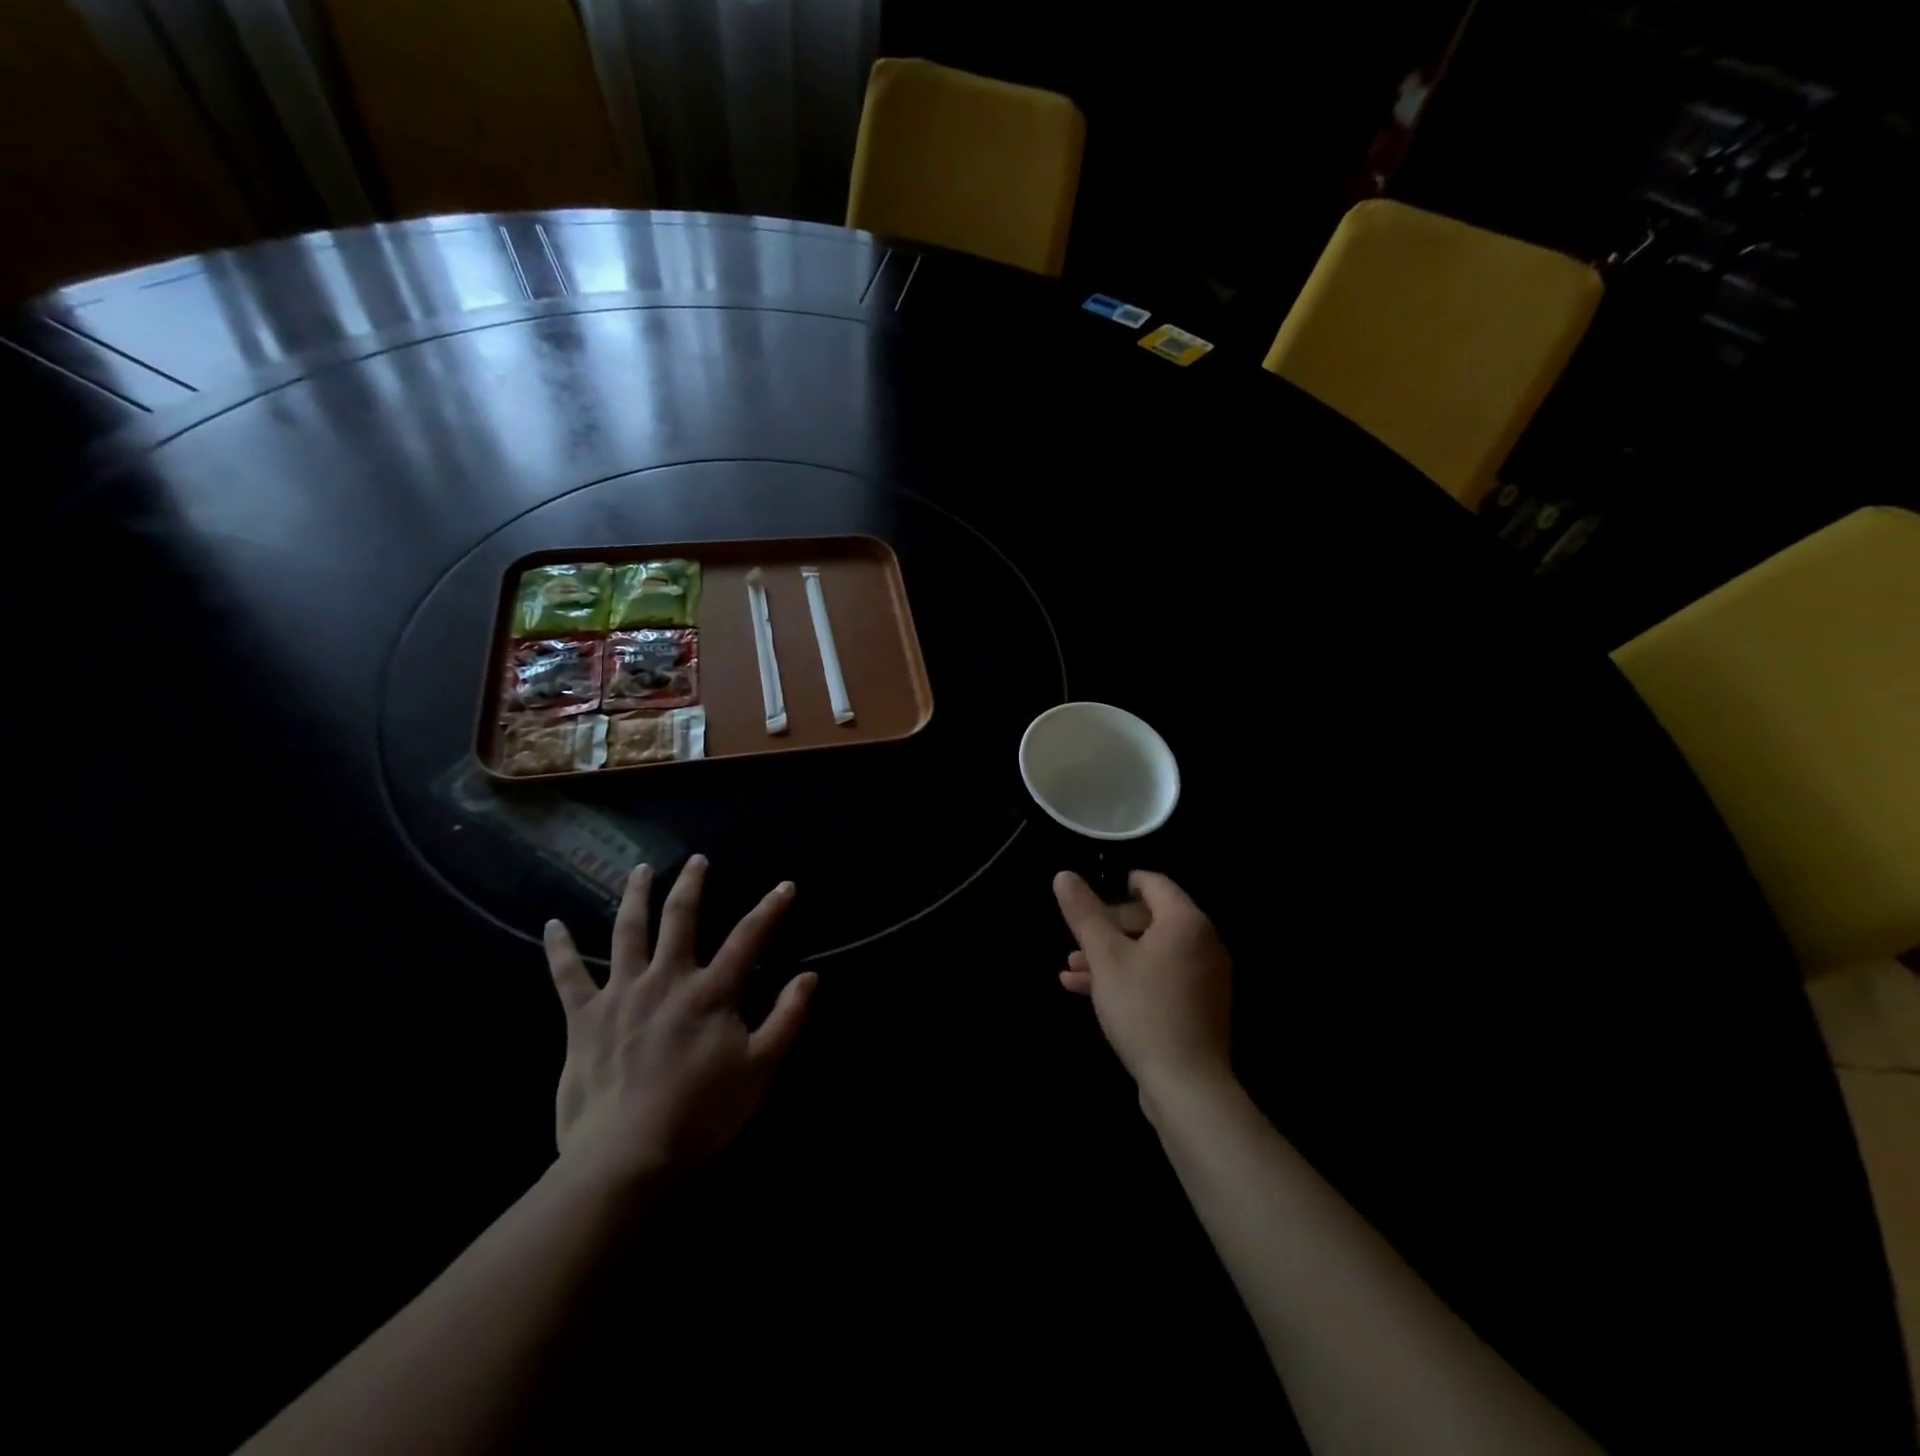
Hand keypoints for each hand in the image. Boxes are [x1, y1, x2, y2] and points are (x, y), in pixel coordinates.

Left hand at [544, 855, 815, 1191]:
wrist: (626, 1155)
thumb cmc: (701, 1113)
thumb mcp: (761, 1069)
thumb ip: (787, 1018)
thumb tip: (810, 977)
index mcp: (711, 992)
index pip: (748, 938)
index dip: (770, 909)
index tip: (785, 886)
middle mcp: (666, 979)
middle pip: (681, 918)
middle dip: (691, 884)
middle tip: (696, 860)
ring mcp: (621, 994)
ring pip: (628, 932)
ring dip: (635, 897)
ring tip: (639, 871)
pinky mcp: (584, 1018)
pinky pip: (568, 976)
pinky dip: (560, 949)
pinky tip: (552, 925)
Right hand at [1054, 870, 1232, 1100]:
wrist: (1186, 1085)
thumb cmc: (1143, 1009)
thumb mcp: (1104, 957)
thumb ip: (1083, 913)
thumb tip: (1063, 875)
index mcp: (1186, 922)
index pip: (1153, 883)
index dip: (1118, 884)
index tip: (1090, 897)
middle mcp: (1203, 942)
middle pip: (1150, 919)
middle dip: (1106, 928)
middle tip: (1075, 942)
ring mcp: (1203, 977)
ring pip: (1150, 952)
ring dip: (1110, 956)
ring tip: (1071, 970)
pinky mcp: (1198, 1006)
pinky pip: (1159, 977)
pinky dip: (1128, 978)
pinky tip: (1086, 992)